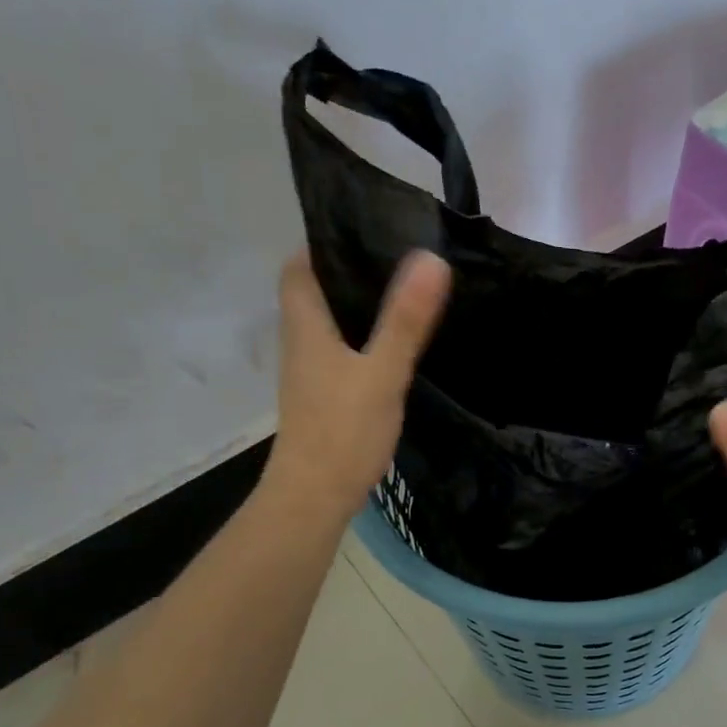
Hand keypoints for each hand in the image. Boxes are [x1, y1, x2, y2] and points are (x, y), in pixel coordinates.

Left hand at [260, 249, 451, 525]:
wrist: (315, 497)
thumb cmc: (343, 431)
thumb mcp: (382, 372)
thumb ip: (405, 320)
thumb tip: (429, 259)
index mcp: (306, 328)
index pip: (297, 269)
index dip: (320, 244)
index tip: (360, 230)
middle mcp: (301, 344)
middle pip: (313, 294)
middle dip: (345, 271)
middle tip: (392, 256)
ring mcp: (309, 373)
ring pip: (326, 324)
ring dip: (353, 306)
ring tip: (398, 291)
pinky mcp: (323, 397)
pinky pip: (338, 351)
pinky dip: (359, 338)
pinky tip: (390, 345)